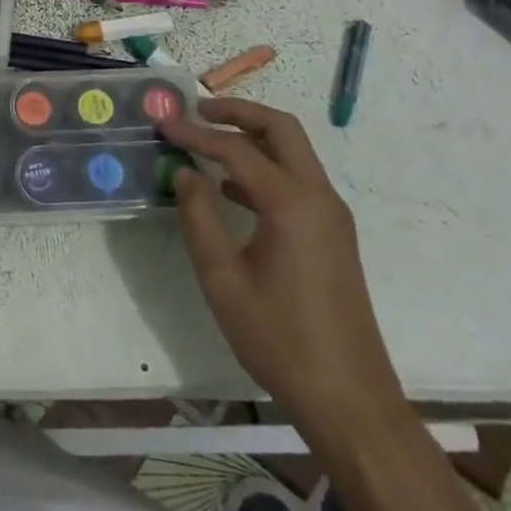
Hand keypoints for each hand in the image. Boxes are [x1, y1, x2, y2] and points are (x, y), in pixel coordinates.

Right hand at [159, 99, 405, 442]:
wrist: (349, 399)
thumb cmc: (279, 339)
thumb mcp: (223, 280)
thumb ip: (198, 218)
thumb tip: (184, 173)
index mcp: (291, 204)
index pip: (236, 149)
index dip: (194, 133)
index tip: (162, 124)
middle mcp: (318, 197)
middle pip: (281, 129)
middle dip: (238, 112)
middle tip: (197, 112)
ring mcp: (331, 215)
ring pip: (294, 151)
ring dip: (253, 136)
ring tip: (208, 140)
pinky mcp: (333, 234)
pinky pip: (298, 180)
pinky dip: (265, 166)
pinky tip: (230, 189)